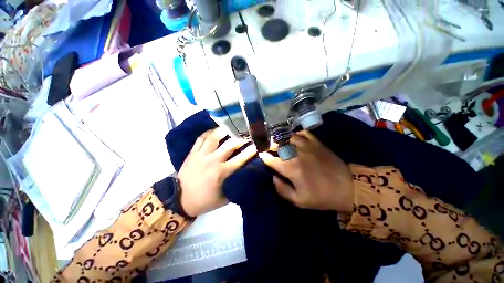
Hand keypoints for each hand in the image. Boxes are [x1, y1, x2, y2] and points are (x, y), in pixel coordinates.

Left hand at [178, 128, 256, 216]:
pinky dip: (209, 132)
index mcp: (222, 172)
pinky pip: (201, 138)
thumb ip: (236, 185)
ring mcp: (201, 154)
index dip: (251, 150)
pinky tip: (215, 130)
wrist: (180, 200)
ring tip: (231, 126)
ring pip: (214, 137)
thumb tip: (246, 175)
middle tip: (247, 133)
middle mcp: (213, 160)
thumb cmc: (205, 200)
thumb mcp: (224, 199)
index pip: (241, 158)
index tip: (257, 144)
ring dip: (225, 130)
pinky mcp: (193, 152)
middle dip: (241, 138)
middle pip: (230, 144)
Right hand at [259, 131, 353, 212]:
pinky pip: (301, 133)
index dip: (264, 157)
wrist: (347, 186)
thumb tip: (273, 177)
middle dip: (270, 146)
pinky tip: (294, 139)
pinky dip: (295, 134)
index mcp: (290, 168)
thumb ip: (282, 189)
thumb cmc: (321, 196)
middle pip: (277, 144)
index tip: (262, 156)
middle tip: (268, 148)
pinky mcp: (316, 142)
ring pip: (287, 137)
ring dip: (281, 140)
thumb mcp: (299, 200)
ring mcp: (306, 145)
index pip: (270, 159)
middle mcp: (295, 153)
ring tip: (279, 143)